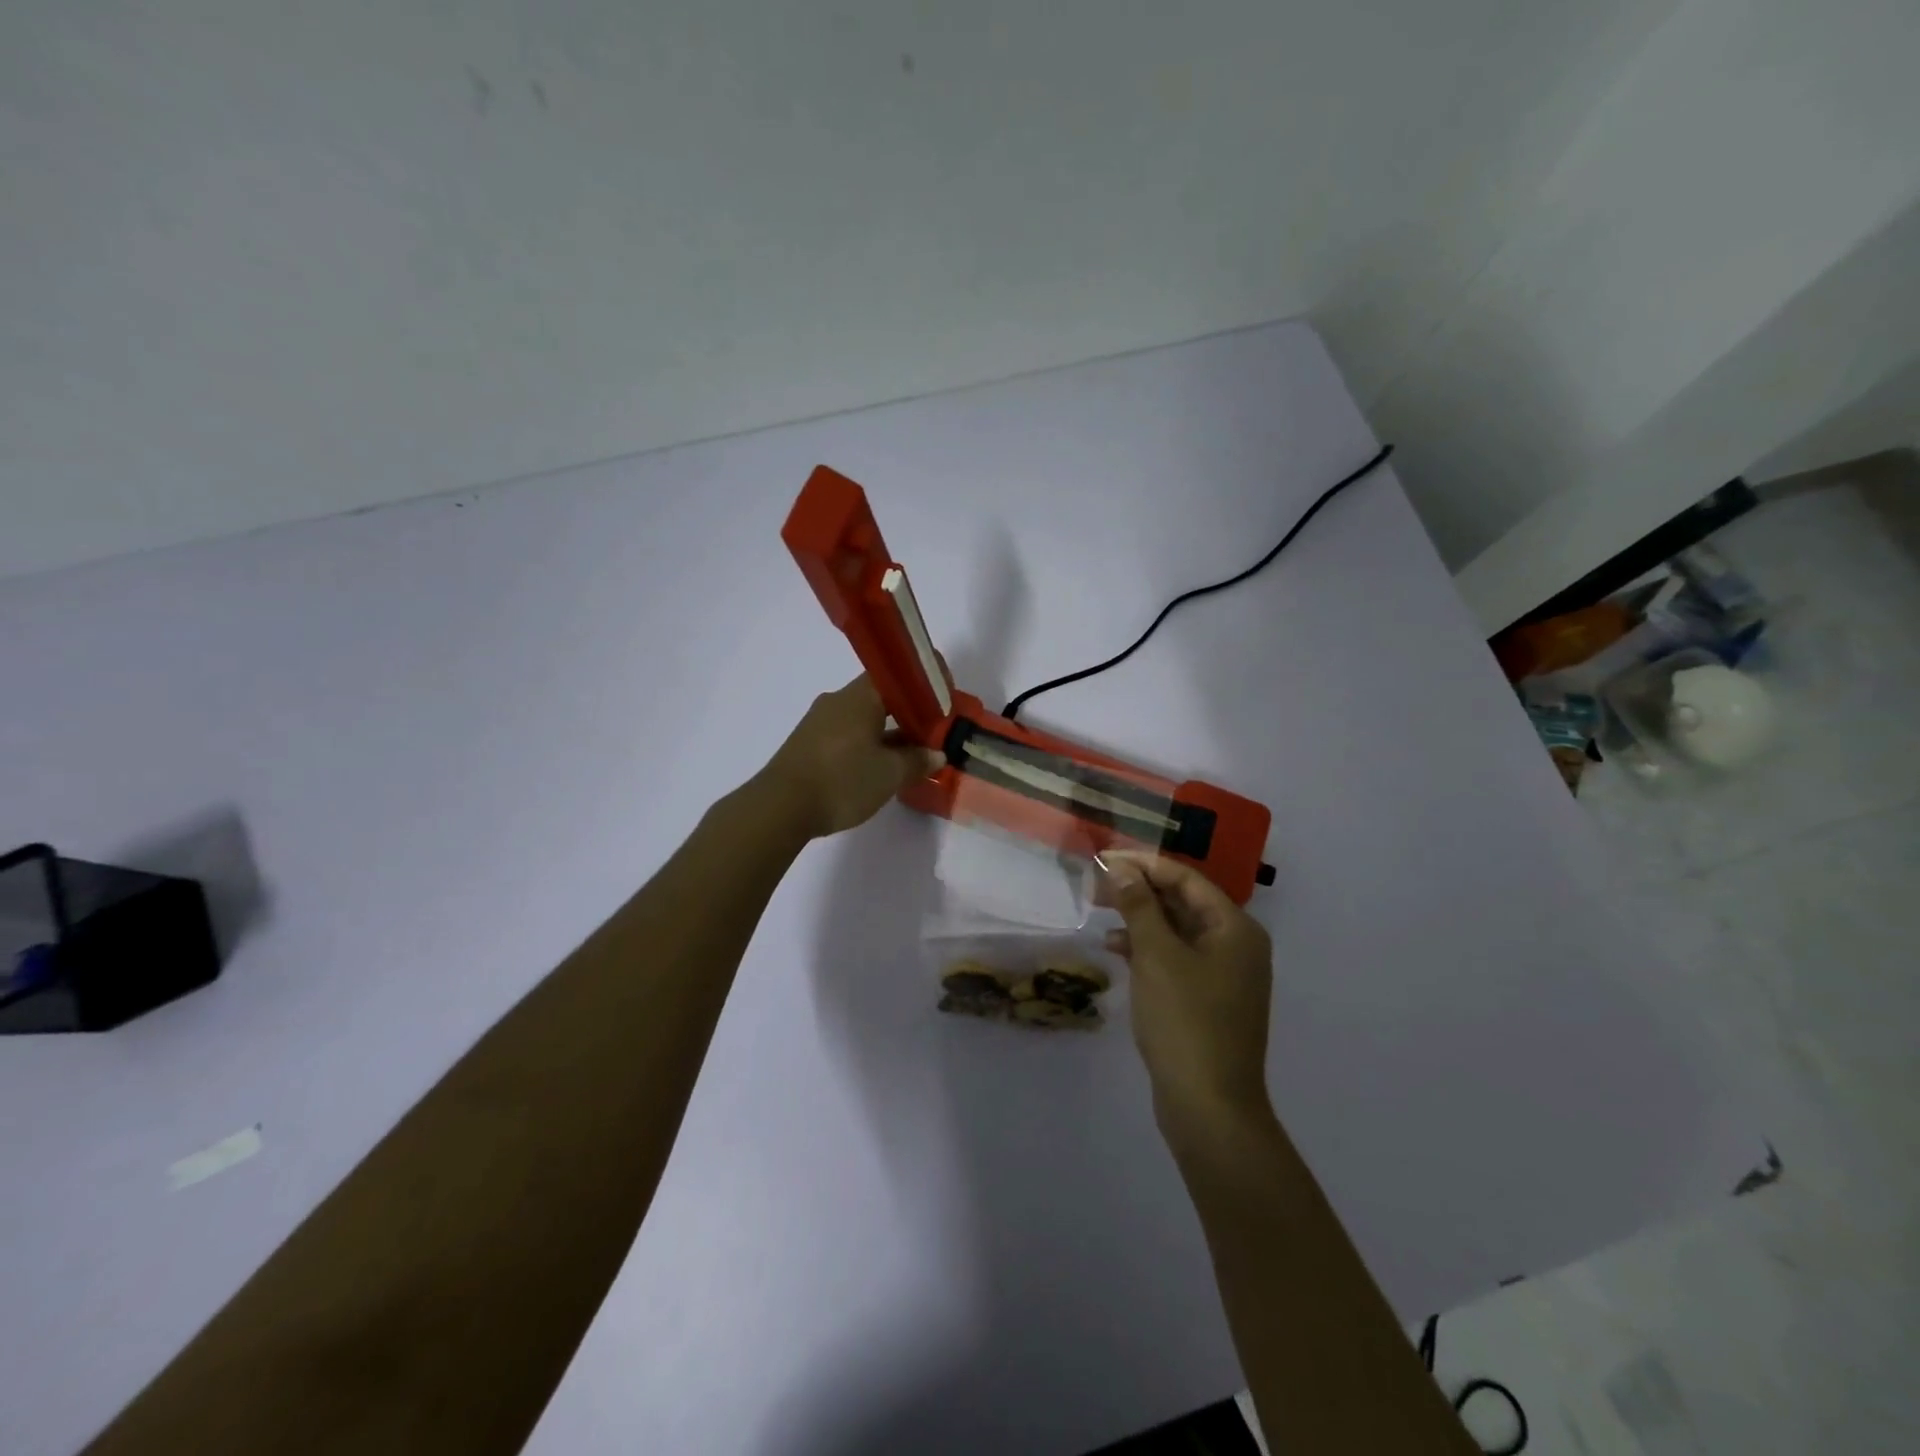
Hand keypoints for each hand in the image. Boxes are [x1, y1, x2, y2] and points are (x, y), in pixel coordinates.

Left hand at [760, 674, 945, 839]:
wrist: (780, 807)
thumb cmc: (842, 780)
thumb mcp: (889, 774)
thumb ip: (917, 760)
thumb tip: (936, 754)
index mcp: (860, 697)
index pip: (896, 674)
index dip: (922, 684)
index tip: (943, 699)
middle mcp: (838, 700)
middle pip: (880, 697)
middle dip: (908, 712)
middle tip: (932, 731)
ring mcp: (819, 722)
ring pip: (863, 718)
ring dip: (888, 732)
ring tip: (911, 755)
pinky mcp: (808, 743)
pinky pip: (847, 734)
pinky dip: (868, 744)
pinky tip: (879, 768)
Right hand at [1099, 852, 1274, 1133]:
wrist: (1209, 1107)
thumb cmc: (1185, 1020)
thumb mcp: (1156, 955)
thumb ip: (1139, 906)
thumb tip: (1122, 868)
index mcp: (1235, 927)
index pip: (1186, 878)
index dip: (1143, 864)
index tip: (1103, 859)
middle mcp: (1236, 945)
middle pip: (1183, 901)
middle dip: (1139, 890)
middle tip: (1096, 886)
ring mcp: (1224, 974)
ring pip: (1177, 930)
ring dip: (1140, 919)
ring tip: (1100, 913)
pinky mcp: (1208, 1000)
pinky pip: (1176, 958)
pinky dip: (1148, 949)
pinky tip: (1117, 950)